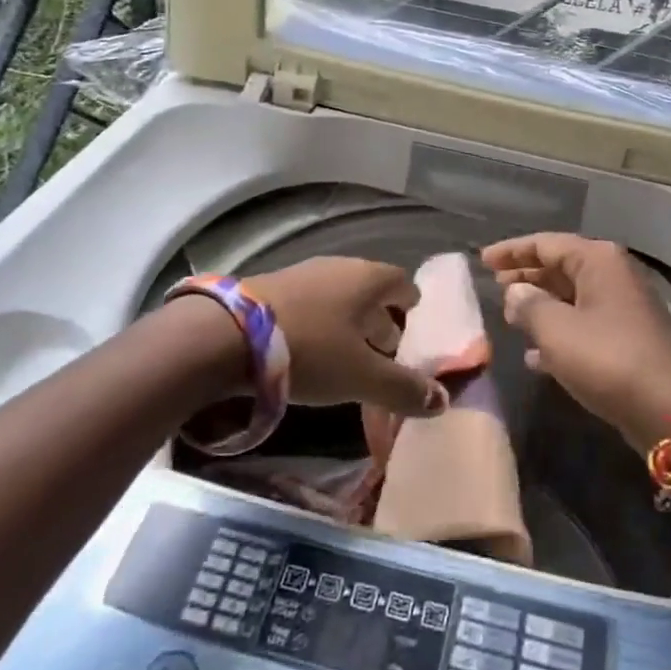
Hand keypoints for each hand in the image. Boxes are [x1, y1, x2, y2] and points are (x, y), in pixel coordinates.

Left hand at [253, 257, 446, 418]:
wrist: (226, 335)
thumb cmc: (309, 349)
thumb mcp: (361, 377)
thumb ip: (403, 389)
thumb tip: (444, 402)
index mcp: (368, 279)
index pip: (402, 283)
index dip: (411, 304)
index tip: (413, 326)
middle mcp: (340, 267)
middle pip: (370, 291)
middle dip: (380, 319)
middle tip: (386, 351)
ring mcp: (303, 274)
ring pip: (338, 297)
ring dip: (347, 323)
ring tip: (348, 355)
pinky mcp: (272, 287)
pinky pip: (311, 303)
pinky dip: (319, 323)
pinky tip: (310, 350)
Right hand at [481, 234, 670, 450]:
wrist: (669, 408)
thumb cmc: (608, 358)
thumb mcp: (557, 330)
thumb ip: (529, 306)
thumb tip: (516, 292)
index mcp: (598, 261)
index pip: (546, 243)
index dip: (512, 250)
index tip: (483, 259)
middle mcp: (612, 276)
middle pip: (560, 266)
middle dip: (526, 275)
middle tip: (494, 284)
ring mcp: (622, 308)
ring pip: (571, 297)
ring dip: (540, 305)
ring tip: (509, 316)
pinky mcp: (626, 340)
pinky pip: (583, 325)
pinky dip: (558, 334)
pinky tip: (534, 356)